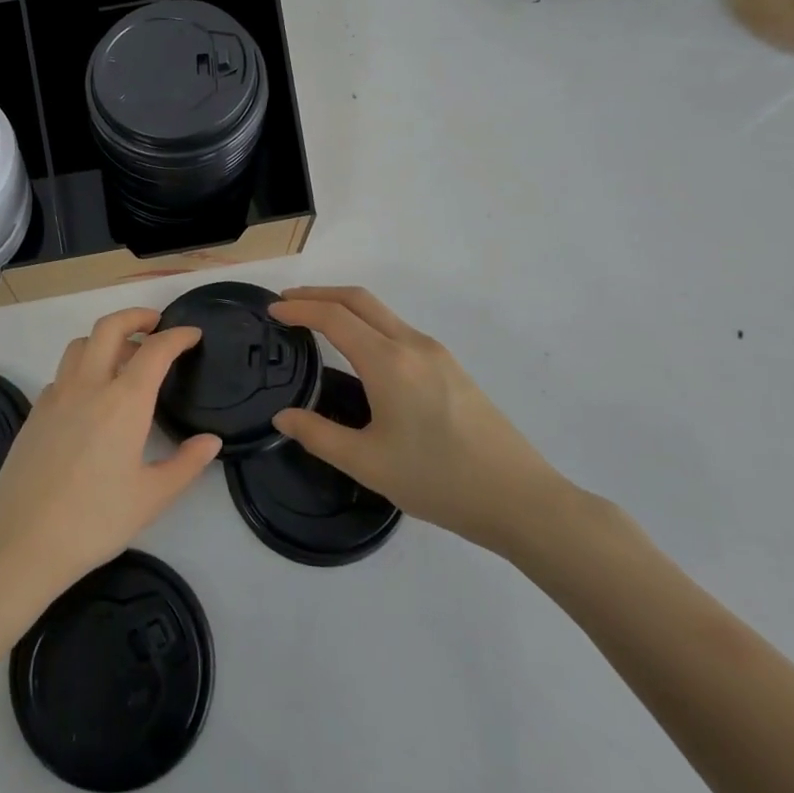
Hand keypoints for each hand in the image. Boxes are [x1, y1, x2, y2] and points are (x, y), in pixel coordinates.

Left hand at [0, 308, 218, 609]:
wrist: (20, 542)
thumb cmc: (94, 521)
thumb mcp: (151, 498)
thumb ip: (186, 465)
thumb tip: (210, 441)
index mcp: (123, 401)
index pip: (155, 351)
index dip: (177, 337)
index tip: (192, 335)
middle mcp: (88, 386)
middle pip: (109, 327)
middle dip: (135, 316)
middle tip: (155, 323)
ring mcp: (56, 395)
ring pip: (81, 344)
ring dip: (105, 338)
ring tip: (124, 356)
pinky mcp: (35, 412)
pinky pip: (63, 373)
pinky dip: (82, 367)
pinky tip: (90, 396)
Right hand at [268, 287, 570, 557]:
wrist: (520, 499)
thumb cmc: (438, 480)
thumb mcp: (368, 464)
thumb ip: (318, 435)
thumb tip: (283, 417)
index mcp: (388, 361)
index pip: (333, 317)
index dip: (299, 308)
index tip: (272, 310)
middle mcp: (412, 344)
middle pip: (358, 299)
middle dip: (319, 293)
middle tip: (287, 300)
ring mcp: (436, 353)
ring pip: (381, 312)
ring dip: (344, 306)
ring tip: (316, 321)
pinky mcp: (451, 367)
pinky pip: (398, 328)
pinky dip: (367, 323)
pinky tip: (359, 350)